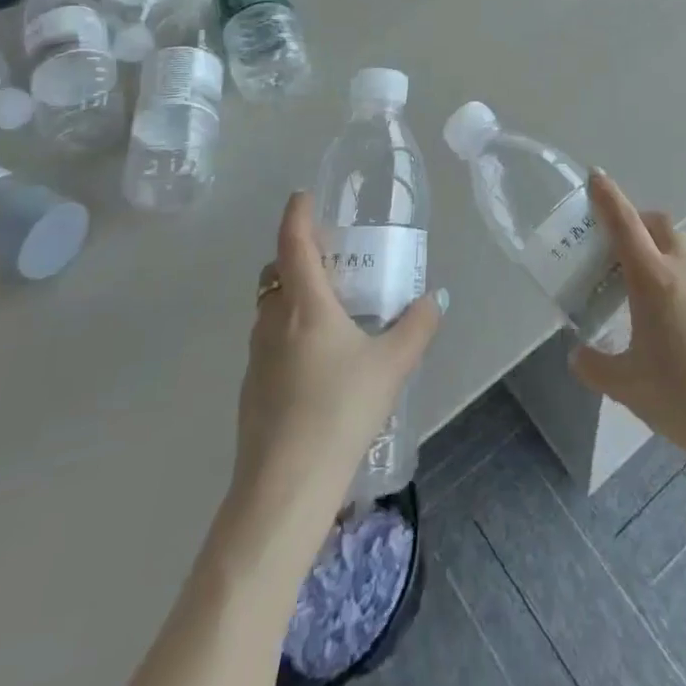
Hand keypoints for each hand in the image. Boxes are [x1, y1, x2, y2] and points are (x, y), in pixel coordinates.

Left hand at [230, 192, 443, 515]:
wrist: (283, 489)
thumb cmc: (339, 411)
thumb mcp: (392, 366)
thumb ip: (416, 327)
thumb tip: (433, 299)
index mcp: (304, 304)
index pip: (294, 241)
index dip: (298, 213)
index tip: (305, 195)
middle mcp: (273, 321)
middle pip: (274, 272)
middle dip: (296, 256)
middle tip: (331, 259)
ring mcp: (257, 358)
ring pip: (270, 309)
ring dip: (292, 296)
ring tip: (331, 310)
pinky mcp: (252, 390)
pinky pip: (270, 342)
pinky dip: (289, 332)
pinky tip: (319, 362)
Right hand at [569, 172, 685, 474]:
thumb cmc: (683, 398)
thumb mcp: (627, 388)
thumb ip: (595, 367)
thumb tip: (577, 356)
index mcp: (652, 280)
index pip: (624, 224)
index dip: (608, 197)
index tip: (596, 176)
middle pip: (662, 225)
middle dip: (642, 223)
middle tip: (628, 248)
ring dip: (673, 256)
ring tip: (665, 292)